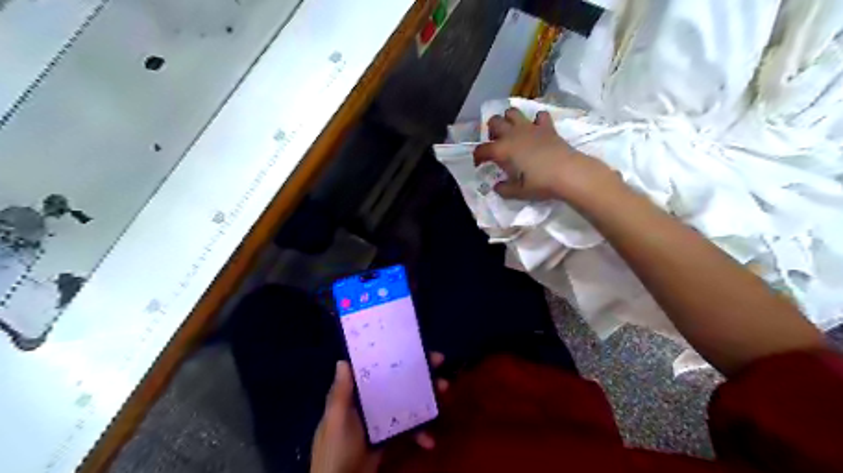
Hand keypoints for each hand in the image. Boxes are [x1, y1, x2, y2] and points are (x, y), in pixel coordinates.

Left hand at [310, 355, 450, 472]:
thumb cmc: (336, 448)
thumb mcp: (336, 419)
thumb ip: (340, 393)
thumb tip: (342, 361)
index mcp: (355, 394)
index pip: (377, 369)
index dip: (396, 357)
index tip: (417, 349)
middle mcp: (368, 402)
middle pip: (397, 383)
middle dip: (419, 376)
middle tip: (440, 367)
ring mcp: (380, 420)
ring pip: (406, 403)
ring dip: (426, 400)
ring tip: (445, 394)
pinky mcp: (388, 438)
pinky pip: (407, 429)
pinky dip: (419, 433)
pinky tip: (430, 440)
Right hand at [471, 107, 616, 201]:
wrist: (568, 173)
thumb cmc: (540, 184)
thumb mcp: (518, 192)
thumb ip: (504, 189)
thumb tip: (497, 186)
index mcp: (502, 149)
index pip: (482, 149)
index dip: (477, 157)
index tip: (479, 165)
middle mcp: (513, 134)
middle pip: (494, 122)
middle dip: (491, 131)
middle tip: (496, 144)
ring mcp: (530, 128)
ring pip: (512, 112)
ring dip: (509, 120)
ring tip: (512, 133)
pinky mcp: (547, 127)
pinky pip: (539, 116)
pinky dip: (536, 121)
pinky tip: (536, 130)